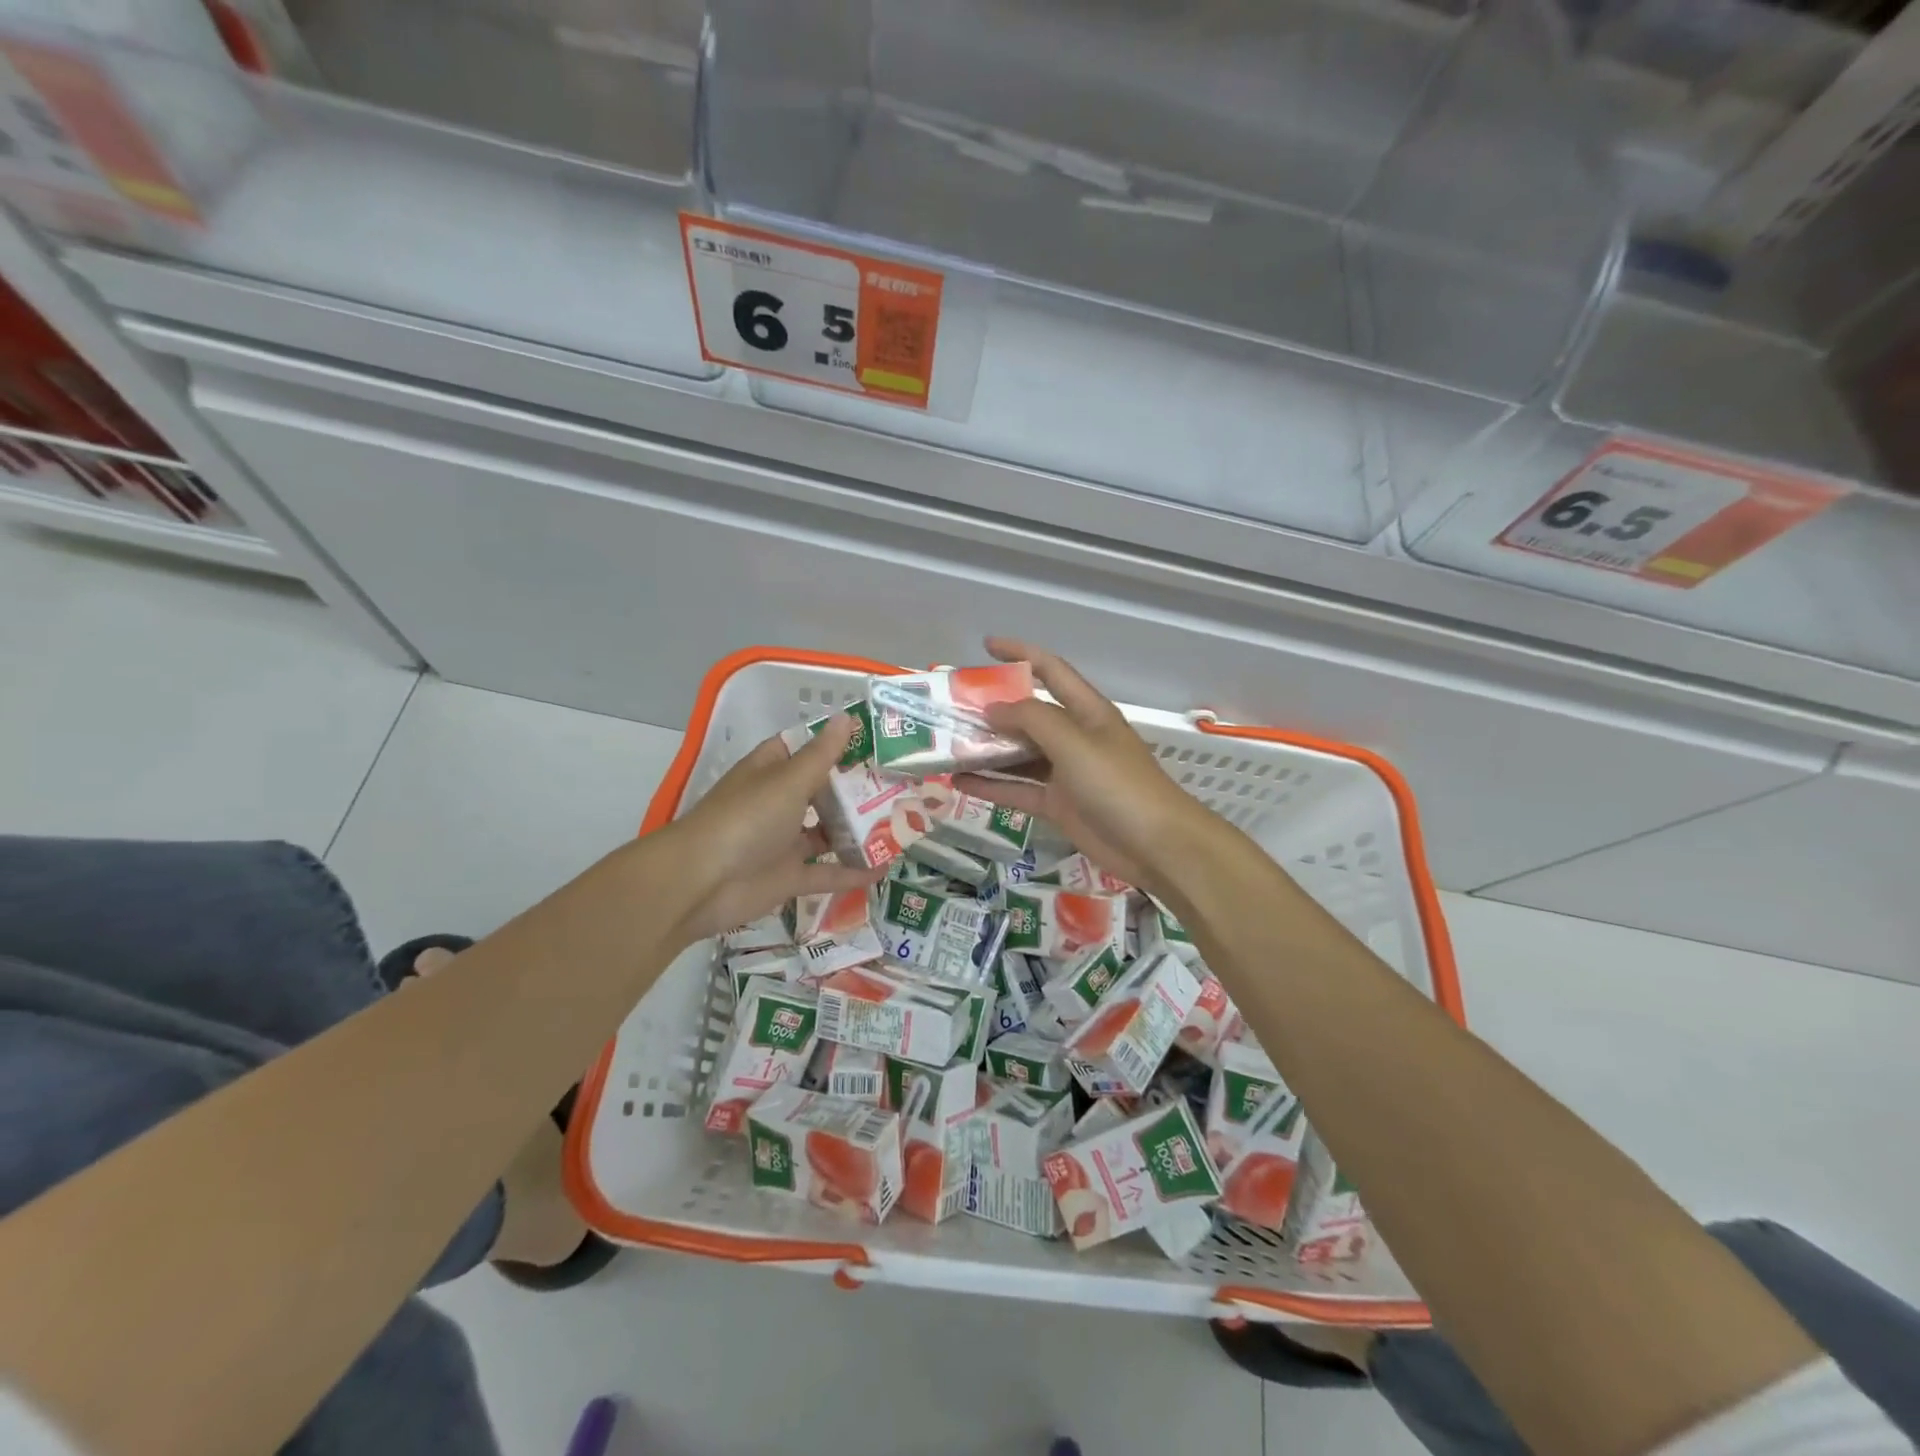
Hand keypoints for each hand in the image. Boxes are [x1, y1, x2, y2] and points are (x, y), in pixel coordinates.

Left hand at [664, 714, 882, 943]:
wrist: (699, 883)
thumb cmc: (745, 819)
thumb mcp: (788, 780)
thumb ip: (822, 755)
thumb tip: (846, 717)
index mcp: (771, 771)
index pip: (805, 748)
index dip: (836, 743)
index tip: (875, 740)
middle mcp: (777, 803)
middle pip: (822, 791)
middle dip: (856, 789)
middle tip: (901, 784)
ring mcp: (781, 842)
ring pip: (826, 832)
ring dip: (857, 831)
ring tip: (899, 823)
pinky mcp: (786, 877)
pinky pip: (825, 873)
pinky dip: (851, 872)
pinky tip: (884, 868)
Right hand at [953, 637, 1219, 902]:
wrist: (1156, 845)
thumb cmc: (1118, 784)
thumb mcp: (1075, 743)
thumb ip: (1032, 720)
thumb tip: (993, 708)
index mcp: (1086, 711)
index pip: (1051, 669)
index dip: (1020, 653)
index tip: (986, 646)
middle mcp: (1074, 736)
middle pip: (1028, 714)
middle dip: (993, 707)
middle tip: (953, 706)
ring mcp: (1065, 772)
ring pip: (1018, 754)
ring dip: (987, 749)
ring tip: (948, 745)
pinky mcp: (1058, 805)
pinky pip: (1017, 789)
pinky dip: (990, 786)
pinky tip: (959, 782)